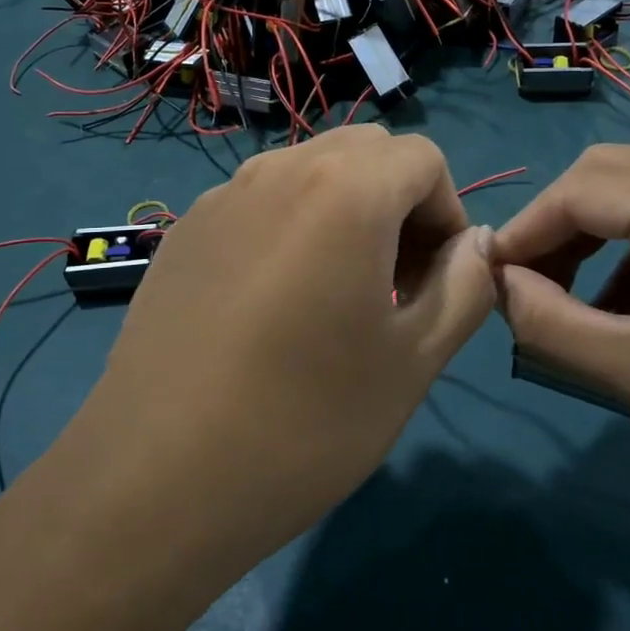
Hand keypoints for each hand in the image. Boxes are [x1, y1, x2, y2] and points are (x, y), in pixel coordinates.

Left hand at [64, 126, 495, 568]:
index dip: (447, 214)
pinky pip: (258, 202)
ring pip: (309, 171)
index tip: (435, 282)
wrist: (155, 479)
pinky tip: (269, 307)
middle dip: (398, 202)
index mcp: (345, 188)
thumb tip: (474, 244)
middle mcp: (280, 170)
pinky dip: (289, 227)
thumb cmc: (306, 421)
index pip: (423, 158)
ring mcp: (222, 196)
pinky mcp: (183, 231)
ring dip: (344, 211)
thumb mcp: (414, 359)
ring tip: (333, 296)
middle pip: (366, 151)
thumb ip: (465, 286)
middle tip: (393, 284)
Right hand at [494, 145, 629, 542]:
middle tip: (530, 283)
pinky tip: (627, 304)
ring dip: (593, 233)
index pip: (584, 188)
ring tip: (570, 296)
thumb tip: (498, 280)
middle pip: (611, 172)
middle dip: (557, 224)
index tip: (493, 276)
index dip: (527, 228)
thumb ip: (547, 321)